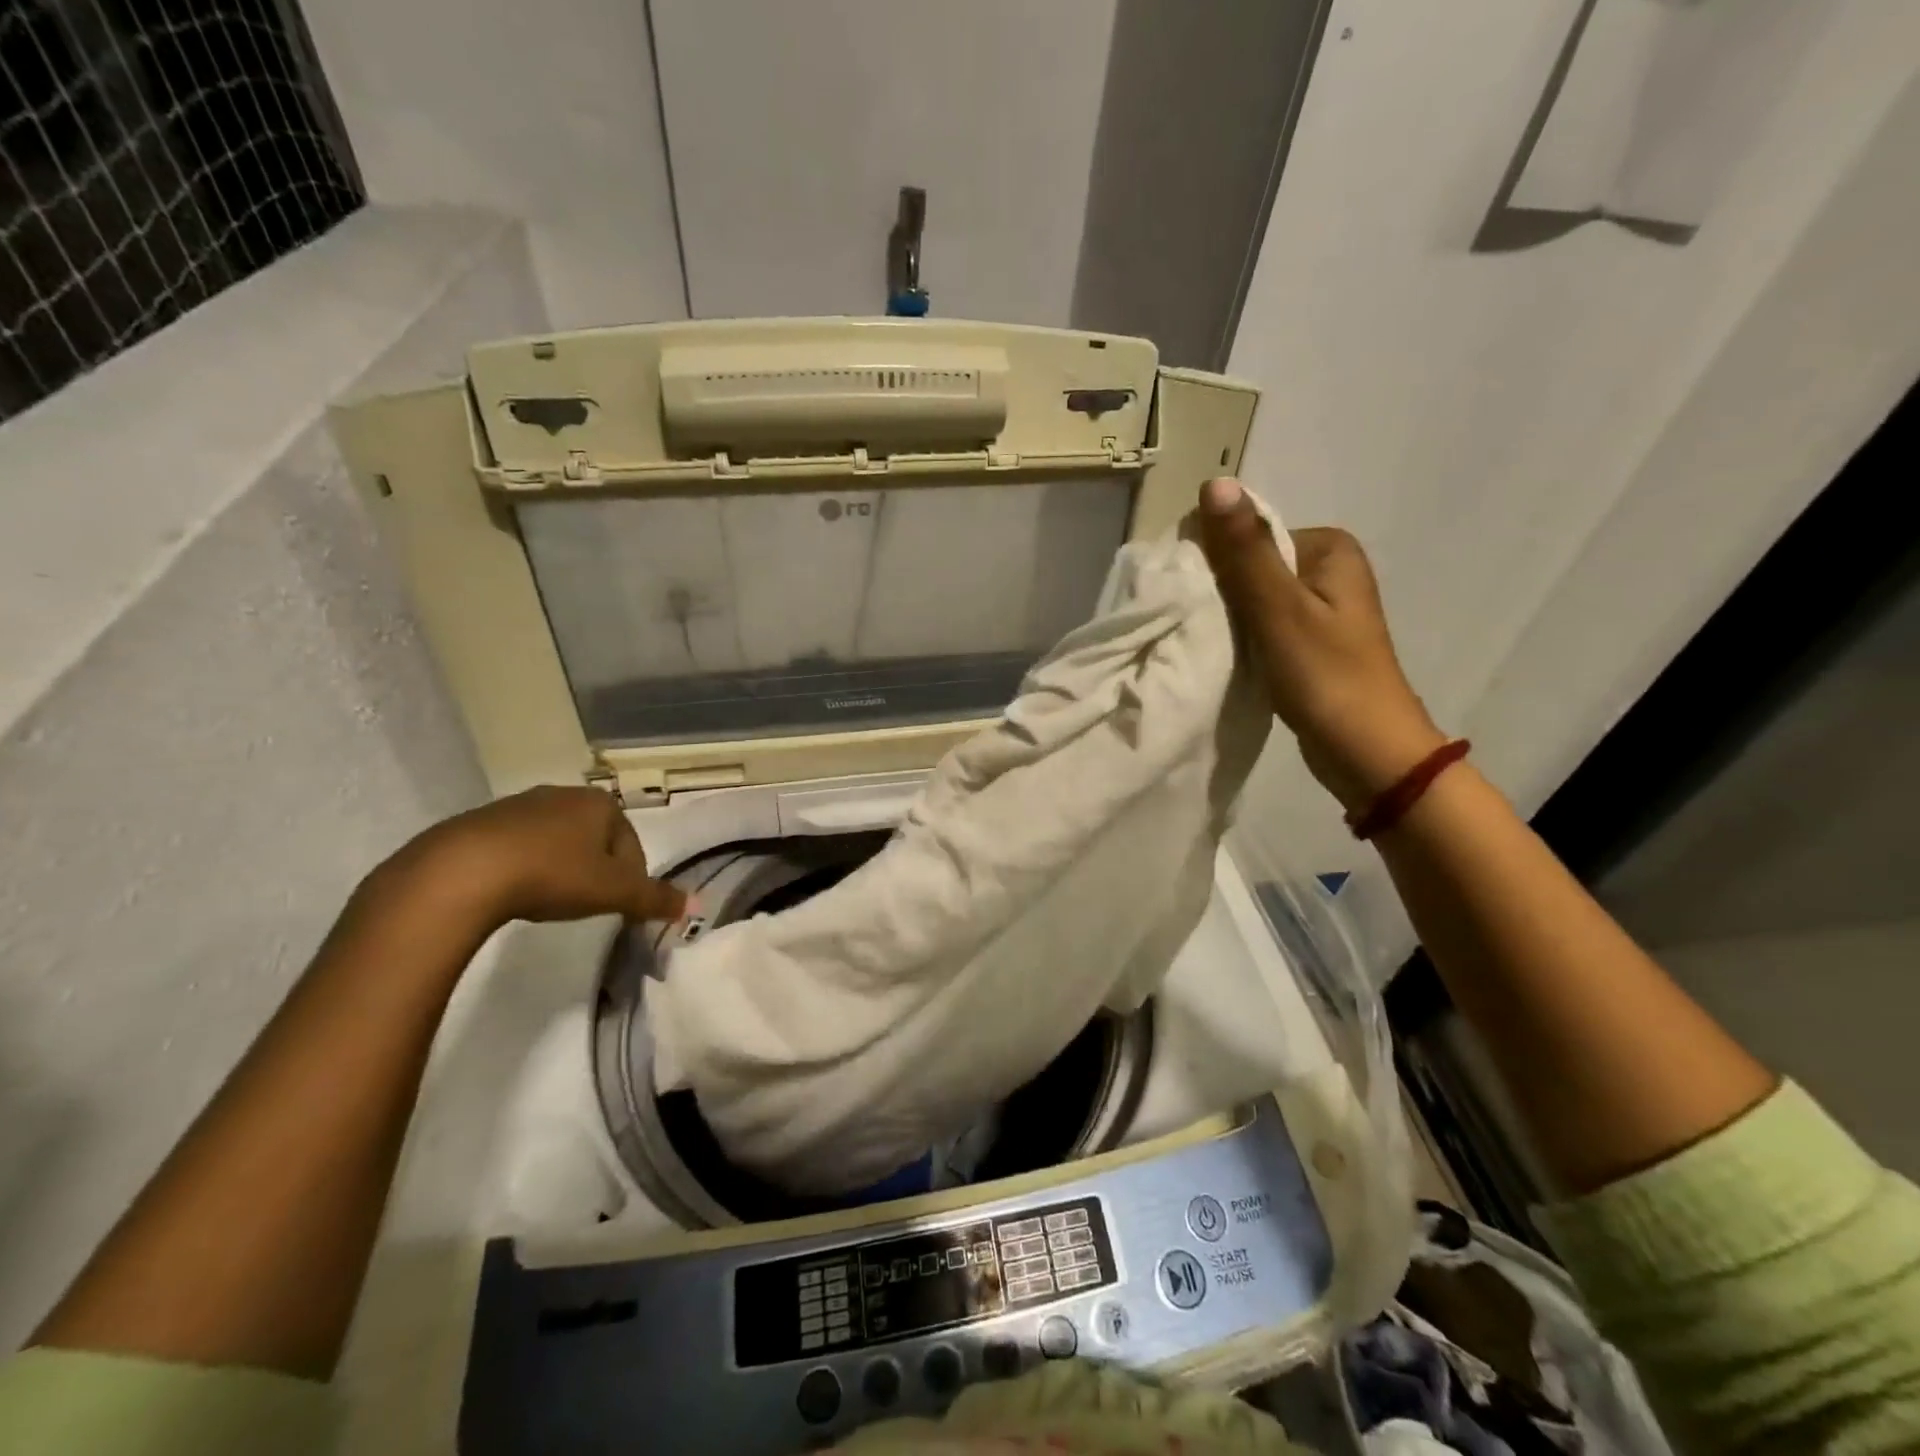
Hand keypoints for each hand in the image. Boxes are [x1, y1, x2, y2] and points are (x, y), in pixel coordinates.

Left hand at [387, 785, 687, 930]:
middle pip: (595, 840)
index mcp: (601, 803)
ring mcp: (519, 805)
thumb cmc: (553, 874)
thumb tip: (694, 904)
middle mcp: (564, 794)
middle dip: (596, 871)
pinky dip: (524, 868)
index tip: (618, 908)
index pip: (632, 844)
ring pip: (556, 841)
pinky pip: (517, 846)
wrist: (462, 871)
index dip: (632, 879)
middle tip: (586, 905)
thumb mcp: (614, 891)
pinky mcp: (479, 822)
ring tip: (548, 902)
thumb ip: (655, 898)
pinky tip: (513, 894)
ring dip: (560, 868)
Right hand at [1194, 477, 1445, 813]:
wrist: (1367, 753)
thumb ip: (1245, 552)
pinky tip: (1225, 656)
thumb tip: (1215, 483)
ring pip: (1253, 598)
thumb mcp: (1279, 610)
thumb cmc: (1326, 677)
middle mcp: (1328, 569)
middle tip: (1196, 624)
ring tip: (1207, 642)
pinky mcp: (1309, 642)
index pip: (1252, 534)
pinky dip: (1241, 637)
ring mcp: (1320, 608)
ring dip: (1227, 617)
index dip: (1214, 561)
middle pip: (1252, 566)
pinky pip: (1262, 625)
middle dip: (1220, 591)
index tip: (1190, 598)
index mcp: (1329, 548)